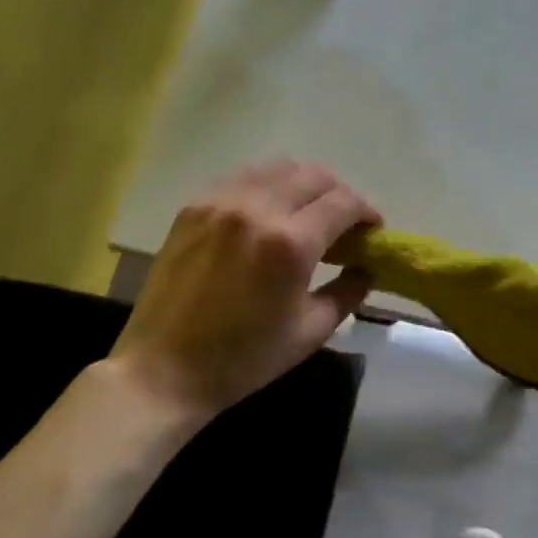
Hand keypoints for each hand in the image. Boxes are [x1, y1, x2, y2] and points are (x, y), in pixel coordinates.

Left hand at [109, 161, 379, 421]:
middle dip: (338, 194)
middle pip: (314, 175)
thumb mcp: (311, 331)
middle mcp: (257, 209)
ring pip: (277, 168)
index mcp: (291, 243)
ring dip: (302, 185)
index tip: (373, 230)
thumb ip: (349, 291)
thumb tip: (368, 267)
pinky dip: (266, 188)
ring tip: (305, 215)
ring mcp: (220, 202)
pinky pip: (242, 179)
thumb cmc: (244, 358)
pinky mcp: (194, 207)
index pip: (344, 202)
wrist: (164, 369)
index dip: (367, 212)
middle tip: (342, 224)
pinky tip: (266, 215)